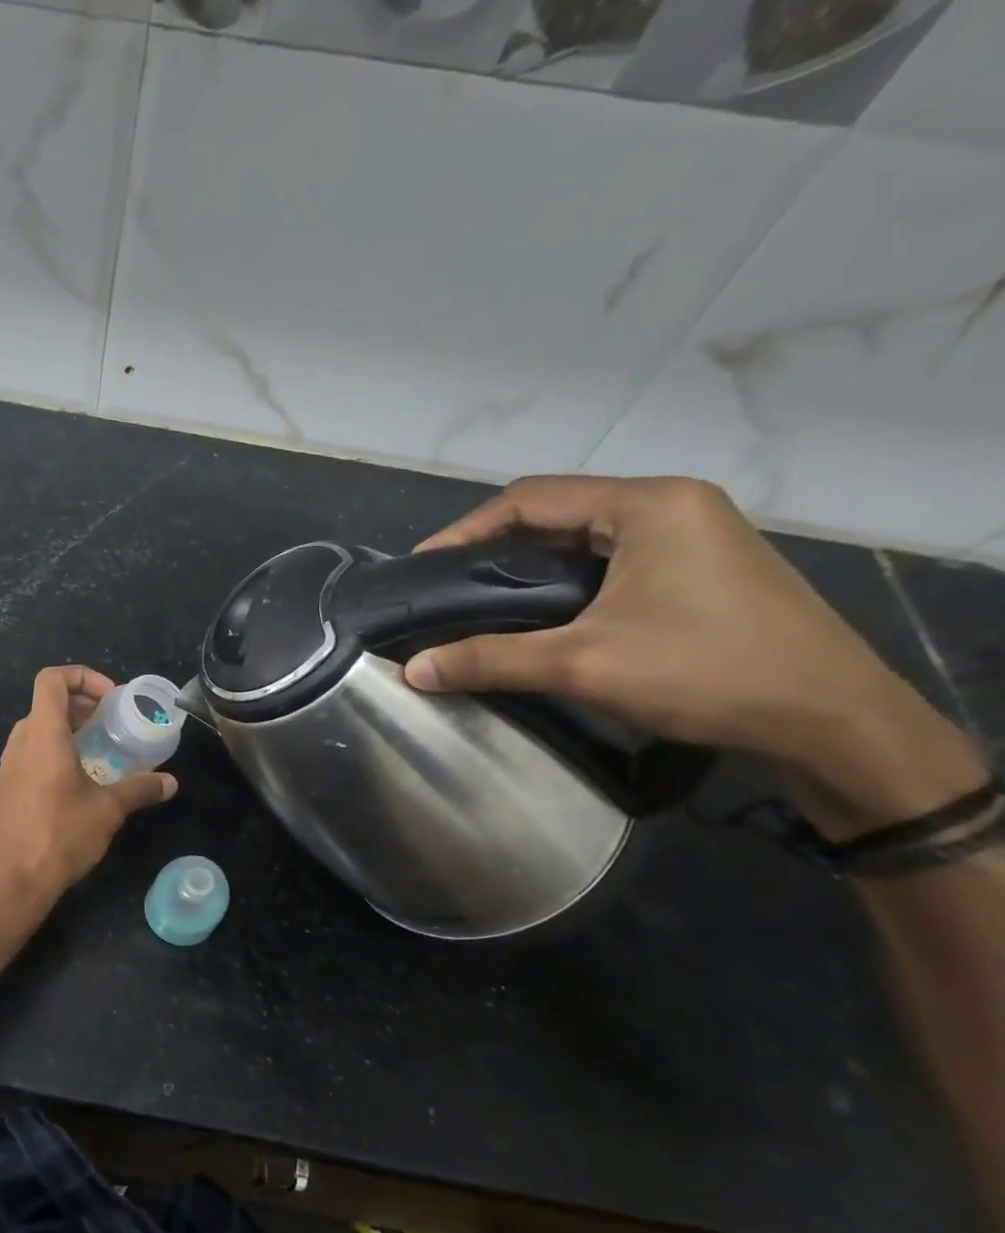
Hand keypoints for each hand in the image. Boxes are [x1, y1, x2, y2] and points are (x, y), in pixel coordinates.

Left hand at [0, 666, 175, 912]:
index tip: (109, 699)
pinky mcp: (4, 790)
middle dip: (79, 705)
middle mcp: (19, 744)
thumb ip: (140, 789)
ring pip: (35, 731)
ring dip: (64, 730)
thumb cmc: (61, 835)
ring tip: (95, 751)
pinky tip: (74, 783)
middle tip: (108, 724)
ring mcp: (7, 768)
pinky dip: (51, 753)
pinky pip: (28, 756)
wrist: (13, 881)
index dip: (81, 676)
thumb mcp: (108, 810)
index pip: (51, 680)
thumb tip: (170, 782)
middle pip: (45, 704)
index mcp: (42, 735)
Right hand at [403, 476, 986, 834]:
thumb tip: (413, 670)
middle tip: (446, 587)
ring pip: (585, 536)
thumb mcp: (583, 665)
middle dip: (494, 546)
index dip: (465, 530)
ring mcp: (694, 534)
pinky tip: (541, 613)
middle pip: (558, 512)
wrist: (832, 720)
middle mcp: (672, 505)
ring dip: (530, 564)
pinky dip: (565, 579)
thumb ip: (490, 660)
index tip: (421, 568)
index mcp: (647, 505)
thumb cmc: (705, 673)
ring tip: (481, 601)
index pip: (530, 498)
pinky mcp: (702, 567)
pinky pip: (613, 559)